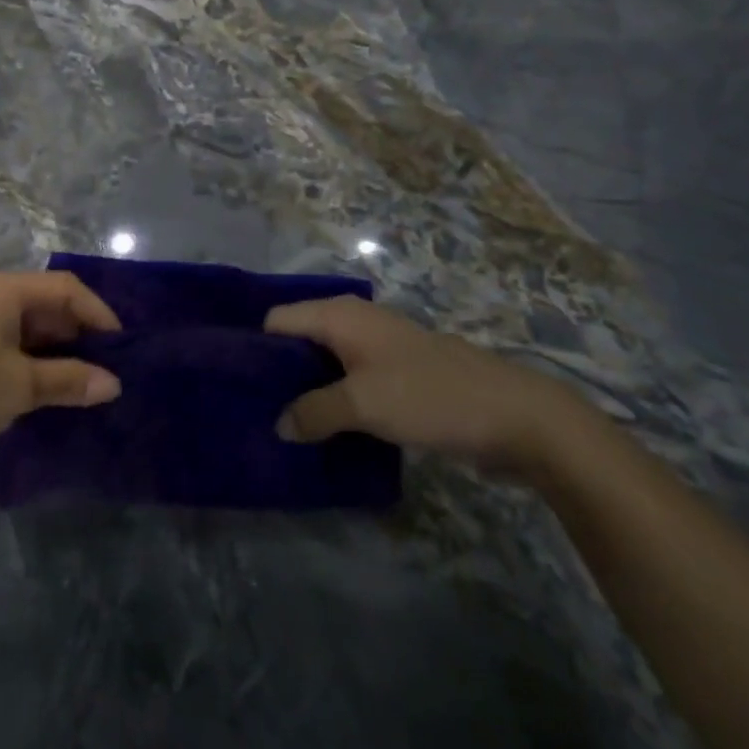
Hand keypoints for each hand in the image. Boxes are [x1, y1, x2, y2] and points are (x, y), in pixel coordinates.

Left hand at [0, 272, 121, 459]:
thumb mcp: (19, 387)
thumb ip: (69, 381)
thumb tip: (114, 383)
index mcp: (8, 292)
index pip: (68, 289)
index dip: (99, 314)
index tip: (125, 349)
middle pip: (52, 306)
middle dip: (83, 336)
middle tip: (113, 372)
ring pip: (34, 330)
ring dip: (61, 355)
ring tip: (89, 386)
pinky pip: (16, 347)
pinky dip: (38, 365)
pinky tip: (52, 393)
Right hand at [267, 296, 580, 475]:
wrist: (516, 416)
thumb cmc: (430, 396)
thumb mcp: (363, 404)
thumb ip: (313, 412)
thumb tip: (278, 425)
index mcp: (338, 315)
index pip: (275, 321)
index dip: (252, 348)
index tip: (233, 384)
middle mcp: (353, 323)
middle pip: (297, 342)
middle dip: (277, 374)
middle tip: (252, 412)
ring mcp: (376, 349)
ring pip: (323, 365)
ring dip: (306, 393)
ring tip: (281, 427)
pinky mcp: (396, 376)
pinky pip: (349, 383)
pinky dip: (333, 402)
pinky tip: (323, 432)